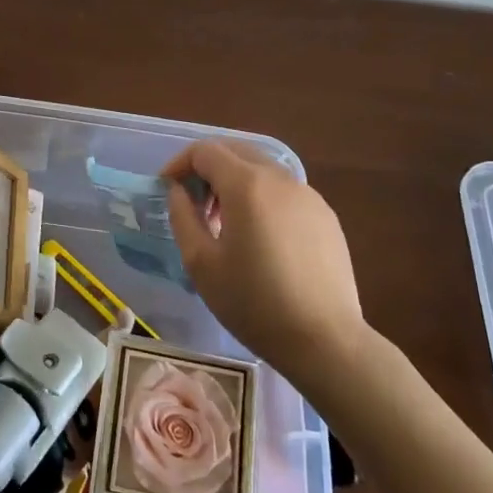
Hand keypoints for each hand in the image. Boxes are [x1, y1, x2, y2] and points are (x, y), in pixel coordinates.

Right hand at [164, 138, 366, 380]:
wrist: (325, 341)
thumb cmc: (254, 302)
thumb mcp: (201, 263)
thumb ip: (182, 216)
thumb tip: (179, 191)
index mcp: (247, 184)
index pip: (205, 151)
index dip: (180, 163)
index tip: (167, 189)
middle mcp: (280, 178)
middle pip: (235, 151)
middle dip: (207, 169)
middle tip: (194, 204)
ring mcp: (308, 195)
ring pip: (261, 169)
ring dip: (235, 182)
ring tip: (224, 224)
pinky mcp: (325, 215)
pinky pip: (284, 190)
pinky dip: (261, 197)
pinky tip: (260, 238)